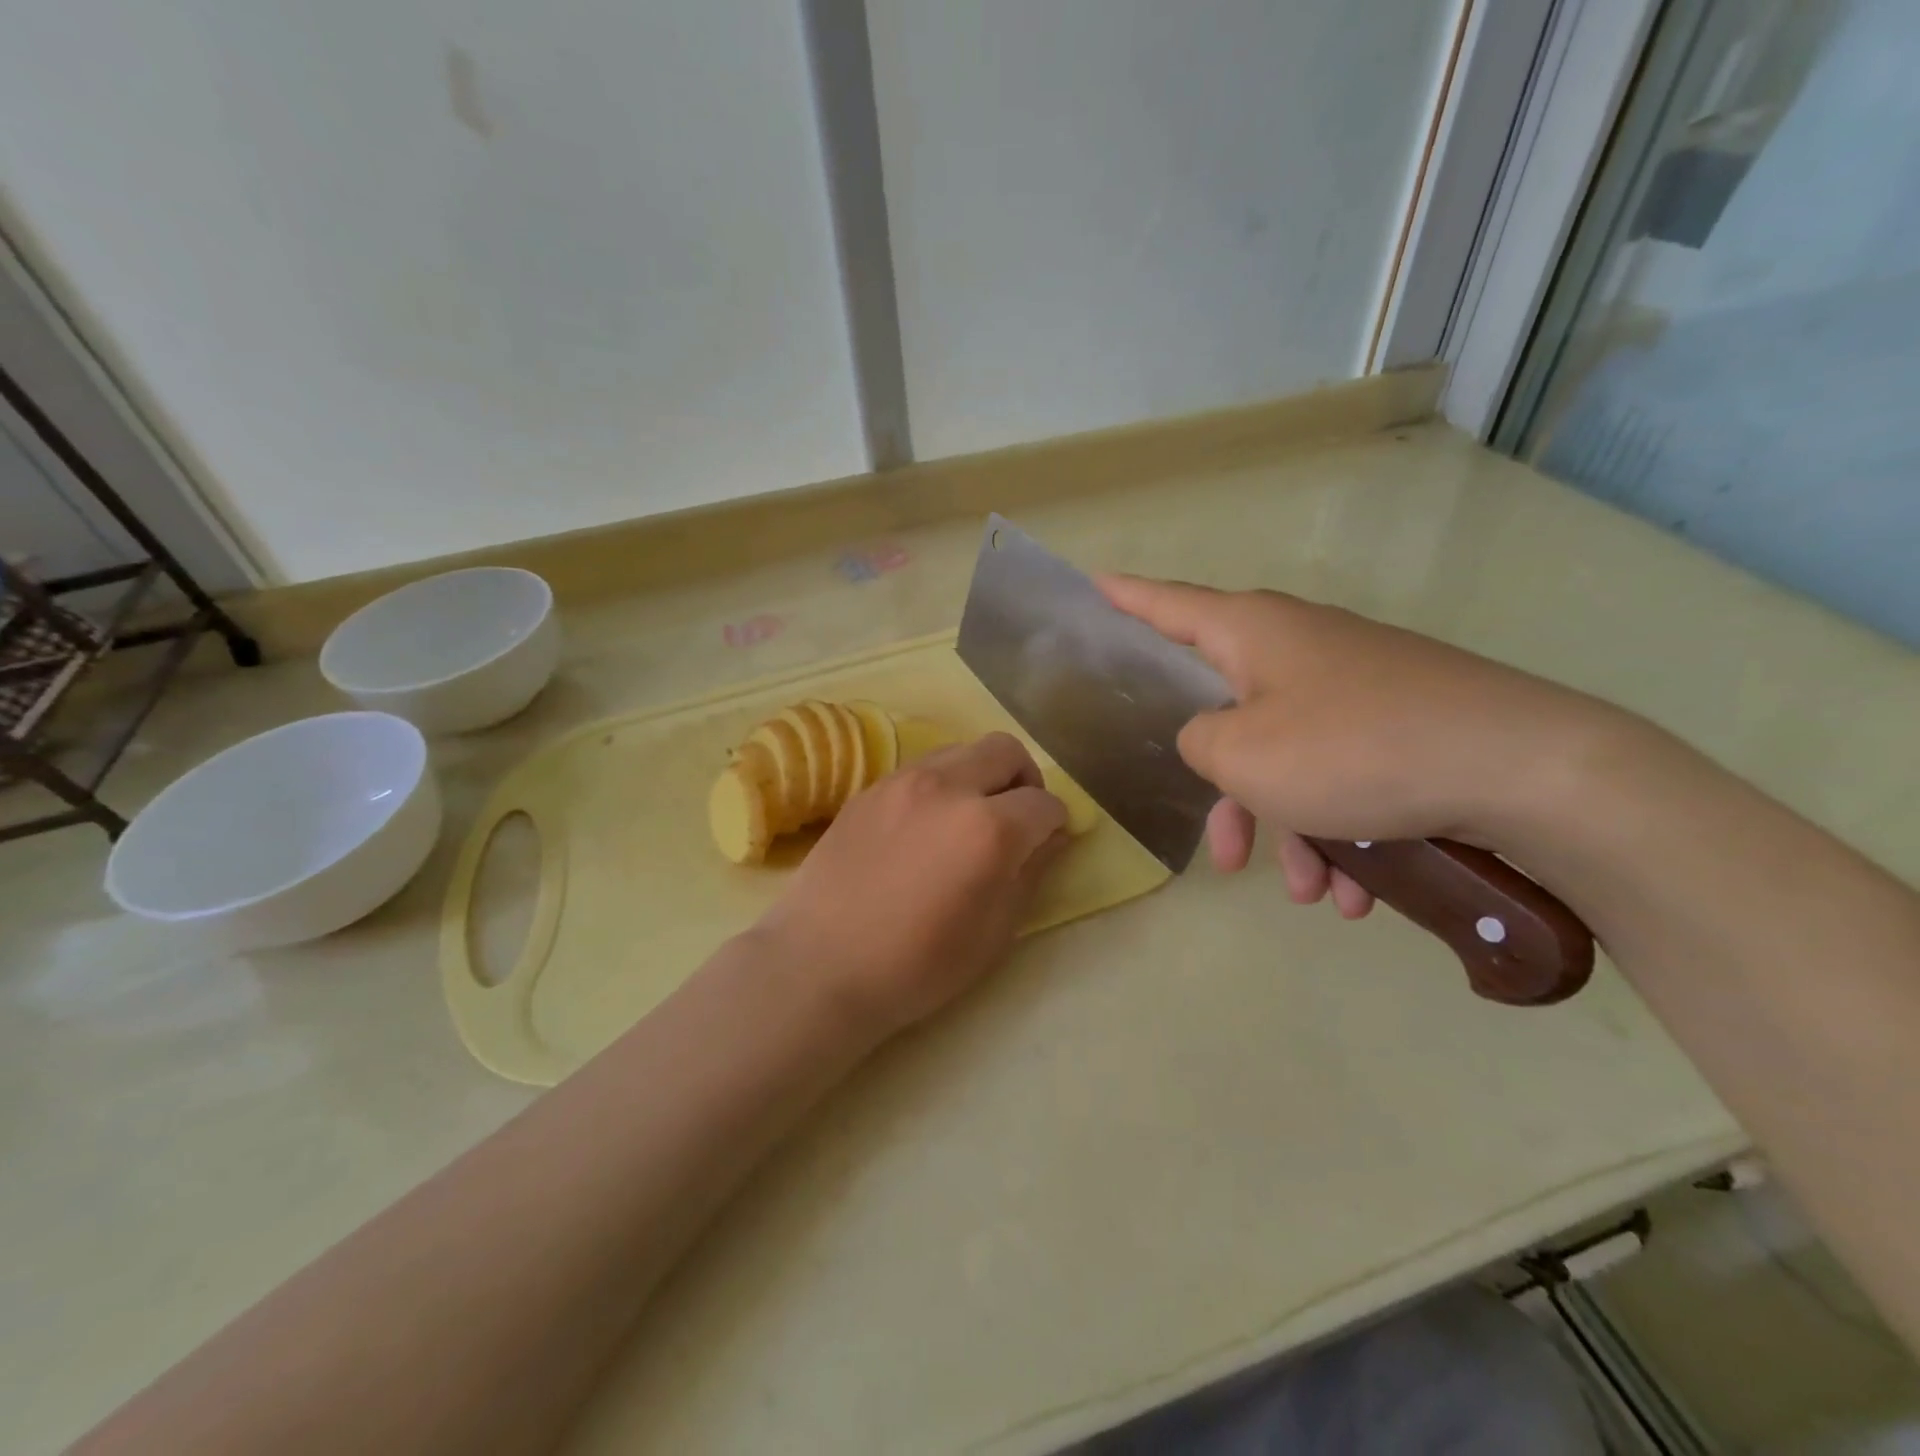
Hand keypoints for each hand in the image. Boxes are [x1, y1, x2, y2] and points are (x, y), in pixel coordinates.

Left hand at [748, 733, 1068, 1038]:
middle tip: (1016, 818)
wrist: (820, 965)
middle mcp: (948, 787)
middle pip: (1006, 751)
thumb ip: (1031, 873)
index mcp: (988, 827)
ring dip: (980, 775)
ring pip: (961, 750)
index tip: (1049, 842)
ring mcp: (902, 781)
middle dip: (1024, 779)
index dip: (1056, 822)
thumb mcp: (994, 932)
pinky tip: (925, 826)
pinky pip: (920, 768)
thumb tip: (1052, 837)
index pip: (1044, 802)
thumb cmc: (917, 965)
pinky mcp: (868, 789)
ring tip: (968, 820)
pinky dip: (940, 785)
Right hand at [1100, 575, 1612, 917]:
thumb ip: (1199, 743)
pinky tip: (1361, 893)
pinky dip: (1344, 832)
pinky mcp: (1403, 724)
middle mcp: (1302, 648)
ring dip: (1293, 831)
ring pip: (1292, 761)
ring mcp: (1357, 686)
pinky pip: (1345, 776)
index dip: (1127, 597)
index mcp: (1254, 634)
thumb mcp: (1244, 756)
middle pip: (1233, 717)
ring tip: (1315, 893)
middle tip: (1227, 857)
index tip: (1095, 582)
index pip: (1169, 605)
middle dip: (1231, 797)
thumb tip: (1213, 737)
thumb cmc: (1355, 750)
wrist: (1527, 771)